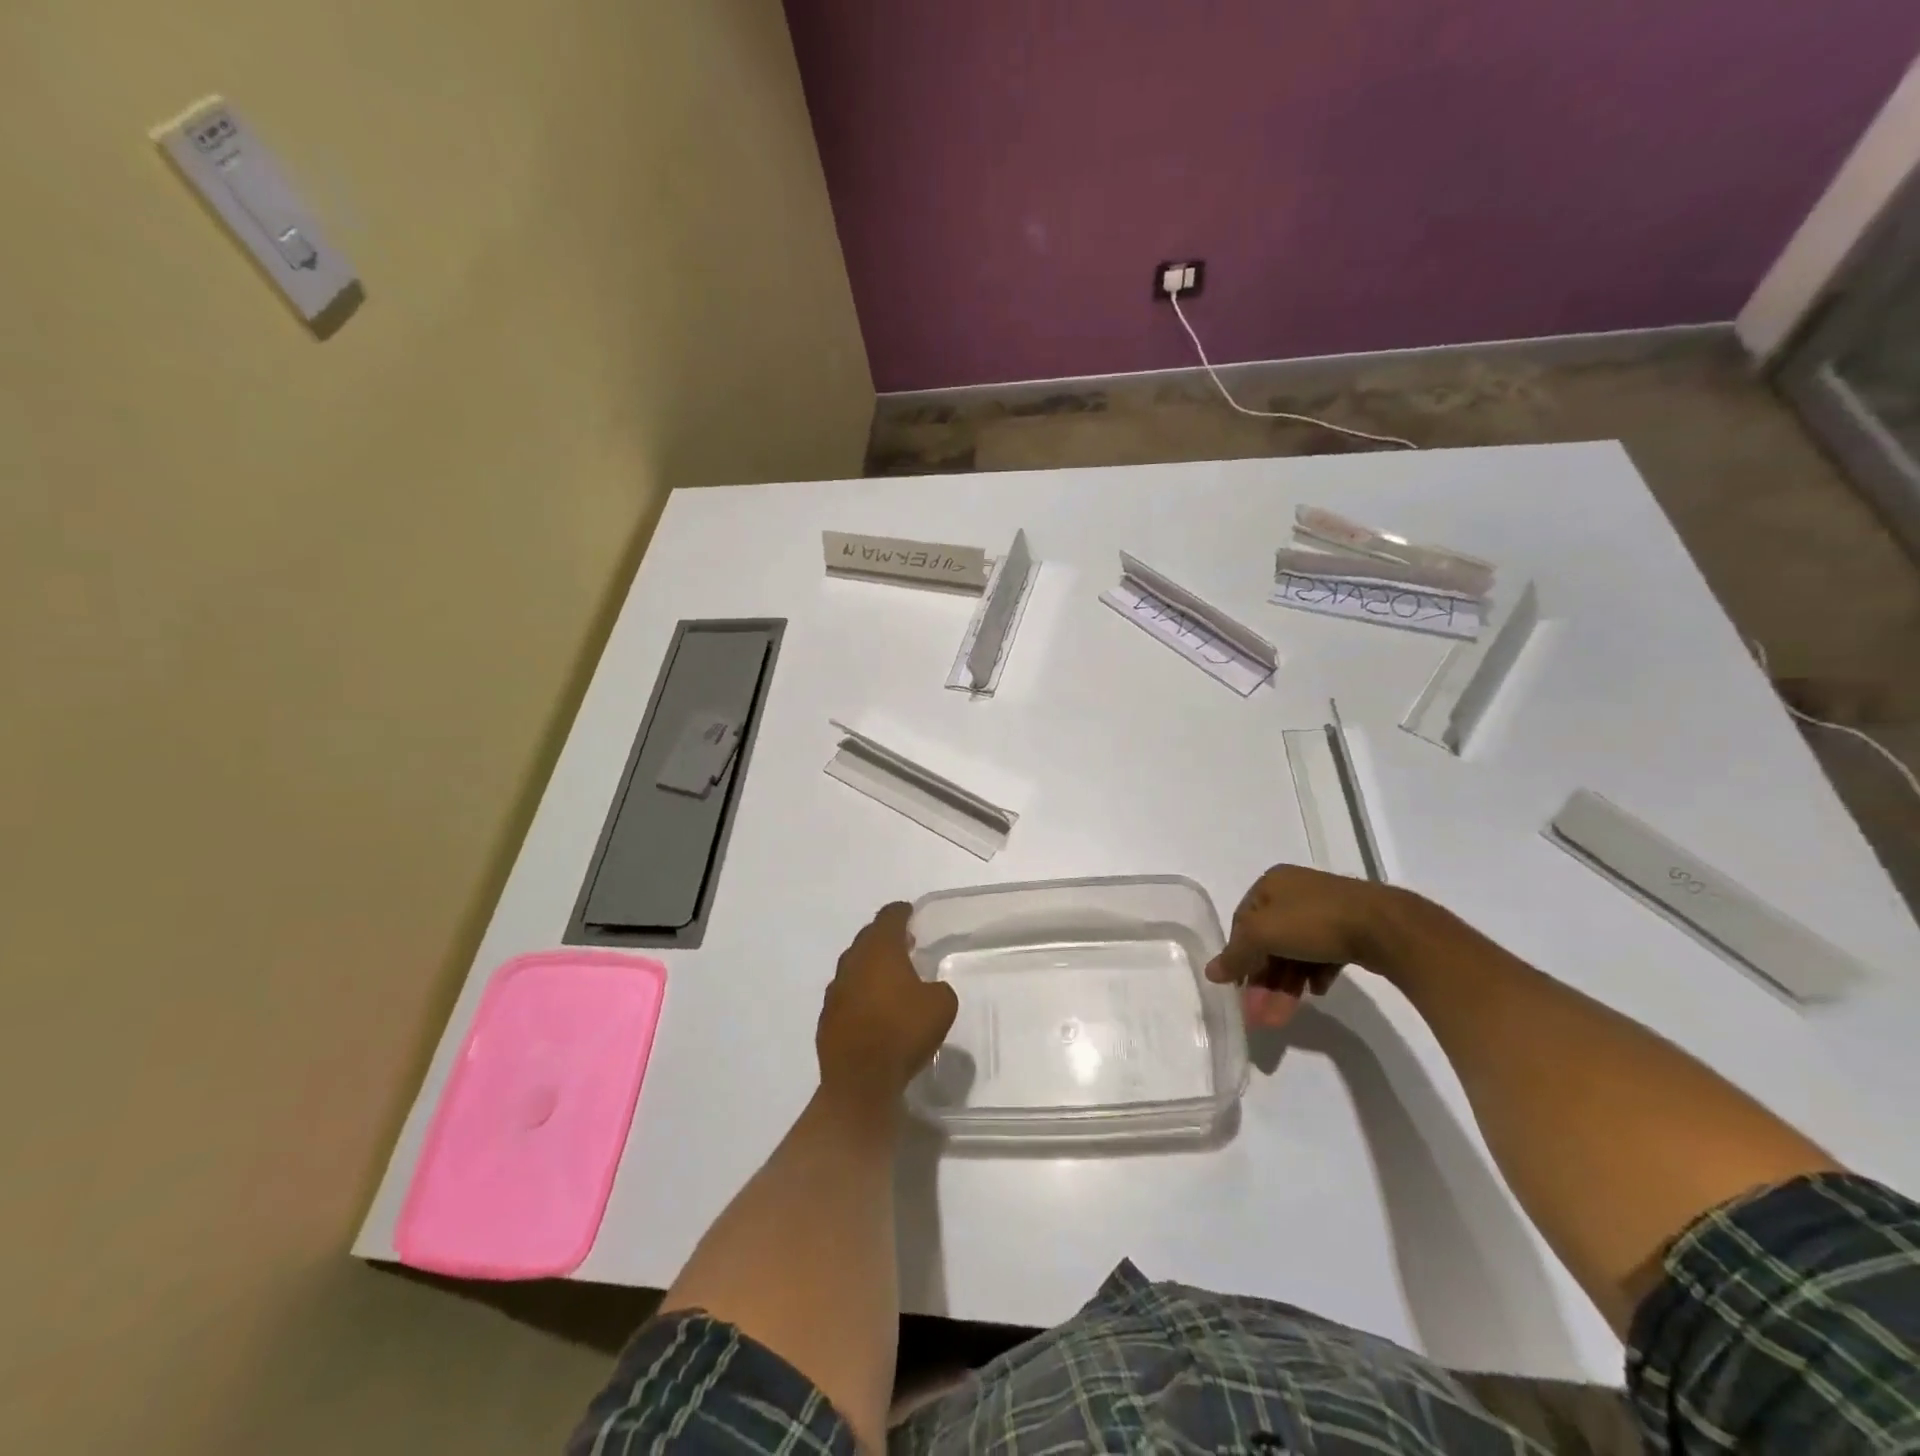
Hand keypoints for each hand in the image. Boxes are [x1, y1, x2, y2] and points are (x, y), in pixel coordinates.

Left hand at [816, 903, 958, 1105]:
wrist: (860, 1081)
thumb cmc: (903, 1033)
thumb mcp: (942, 1006)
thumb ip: (938, 989)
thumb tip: (930, 990)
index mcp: (880, 950)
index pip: (888, 918)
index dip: (900, 912)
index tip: (909, 913)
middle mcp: (853, 962)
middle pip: (868, 938)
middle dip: (885, 937)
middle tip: (904, 944)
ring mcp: (835, 990)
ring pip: (854, 965)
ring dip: (870, 966)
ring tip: (890, 976)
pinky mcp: (827, 1017)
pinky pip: (846, 993)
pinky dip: (860, 992)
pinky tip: (873, 1008)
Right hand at [1204, 866, 1406, 1028]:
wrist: (1384, 926)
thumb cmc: (1313, 921)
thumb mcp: (1263, 934)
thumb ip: (1236, 955)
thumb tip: (1211, 972)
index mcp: (1271, 884)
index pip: (1242, 922)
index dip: (1238, 956)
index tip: (1238, 989)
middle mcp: (1296, 892)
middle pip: (1270, 941)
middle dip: (1263, 981)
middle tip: (1260, 1015)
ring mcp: (1326, 910)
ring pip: (1296, 951)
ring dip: (1285, 986)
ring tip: (1281, 1018)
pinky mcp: (1352, 929)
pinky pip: (1322, 954)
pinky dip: (1314, 974)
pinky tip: (1317, 992)